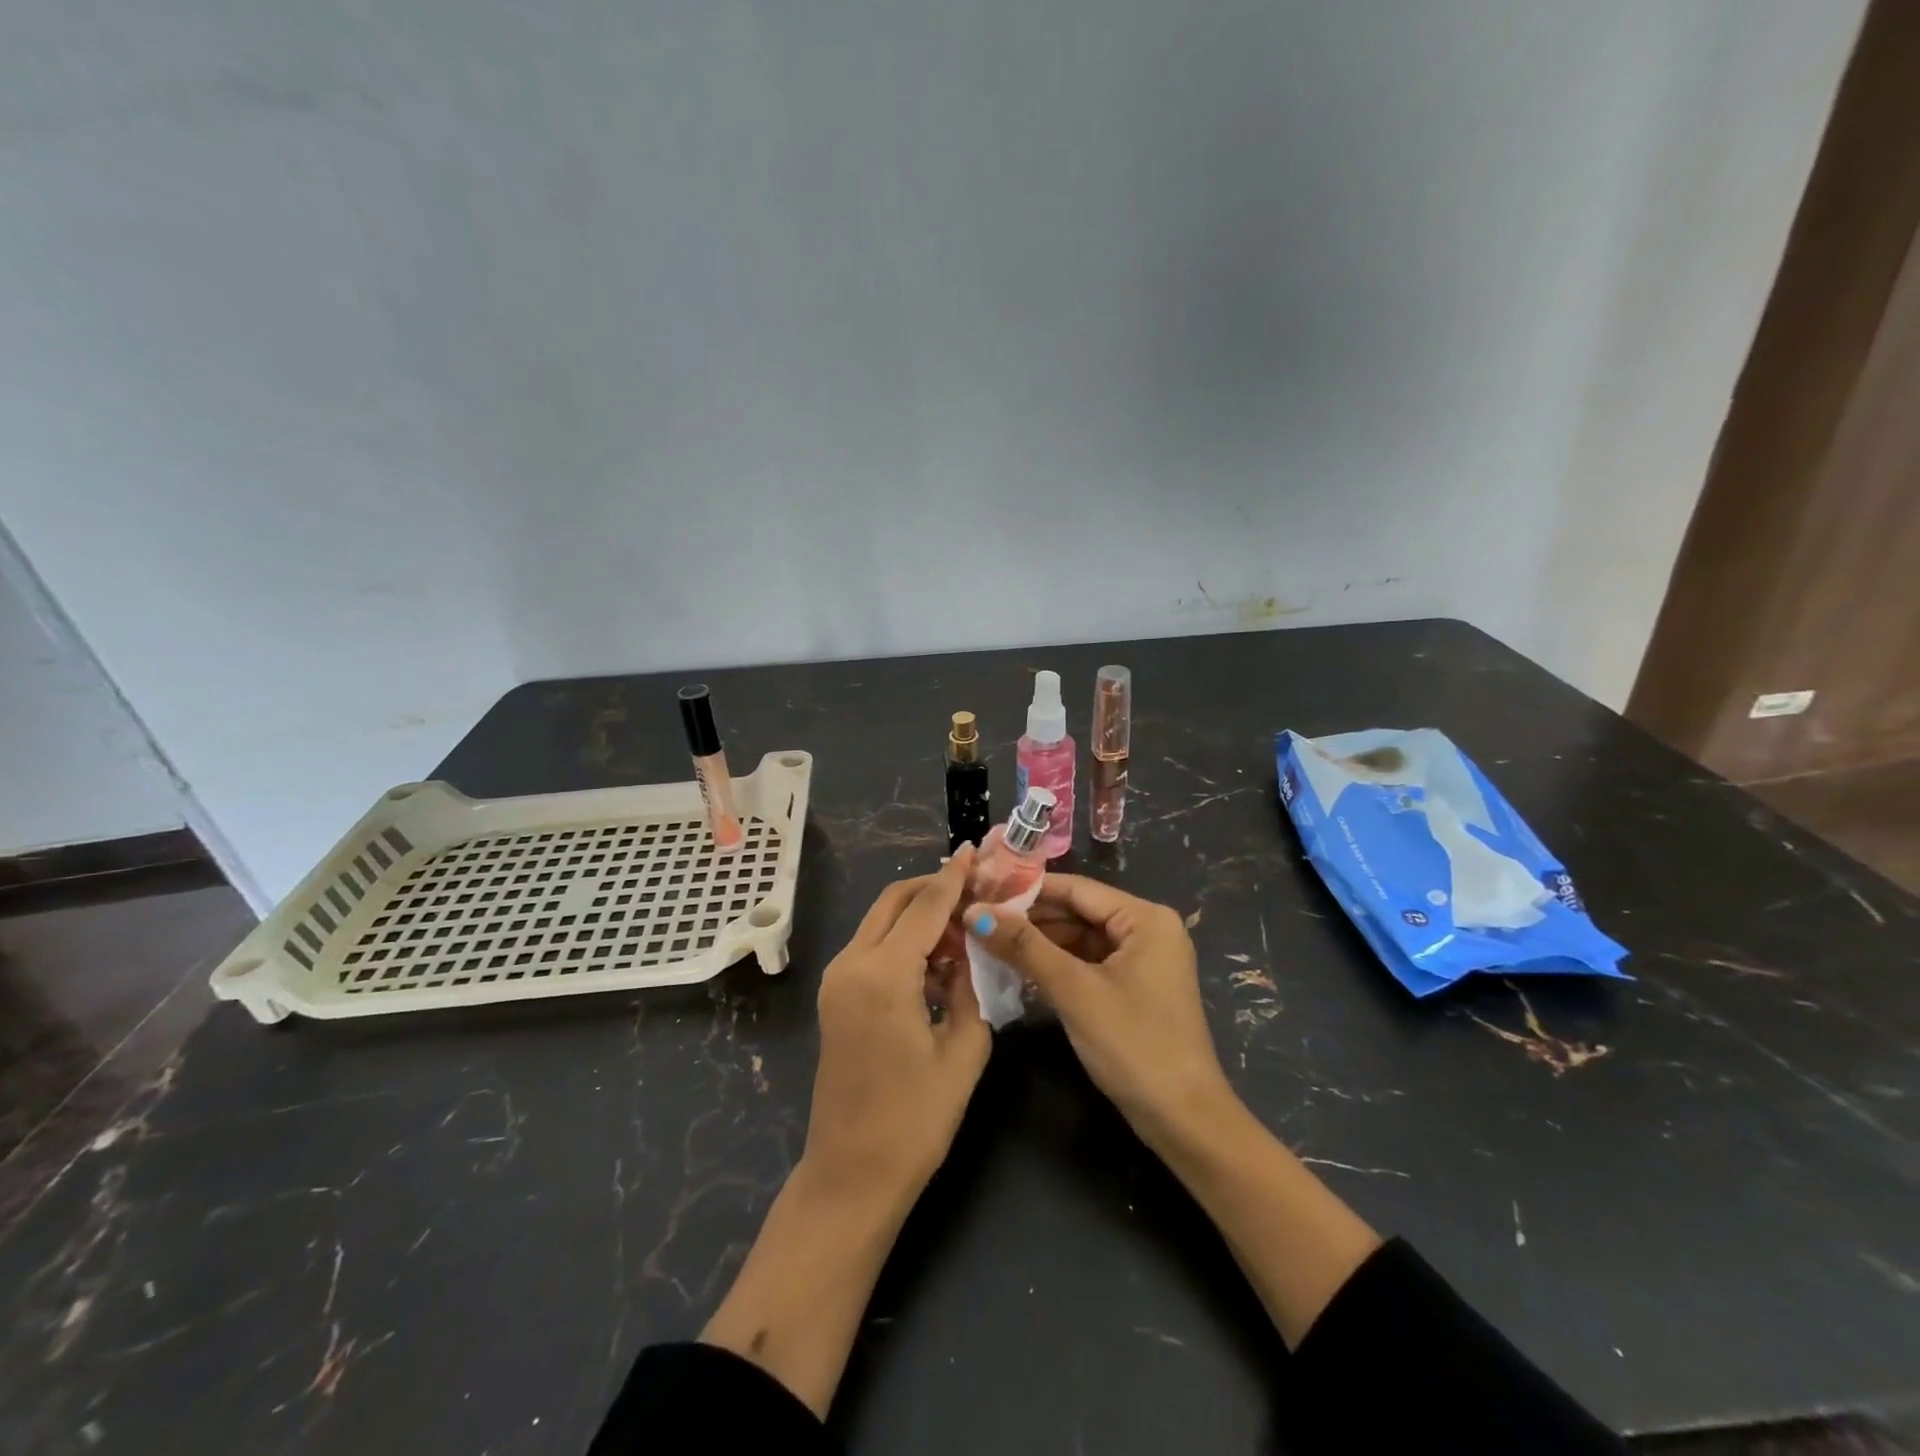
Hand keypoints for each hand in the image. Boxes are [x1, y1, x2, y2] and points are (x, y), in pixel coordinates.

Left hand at [803, 845, 992, 1209]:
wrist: (851, 1174)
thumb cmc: (916, 1120)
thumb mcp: (964, 1049)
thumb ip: (970, 987)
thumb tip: (968, 951)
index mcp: (884, 974)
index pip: (926, 906)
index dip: (954, 876)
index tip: (977, 850)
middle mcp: (852, 964)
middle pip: (895, 901)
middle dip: (934, 886)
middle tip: (976, 886)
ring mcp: (836, 979)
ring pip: (881, 921)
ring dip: (919, 914)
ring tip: (965, 926)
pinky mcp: (834, 996)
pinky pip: (873, 948)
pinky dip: (903, 940)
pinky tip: (937, 958)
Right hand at [967, 875, 1231, 1147]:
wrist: (1184, 1120)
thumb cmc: (1134, 1044)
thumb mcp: (1075, 990)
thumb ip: (1024, 947)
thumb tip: (975, 912)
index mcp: (1145, 918)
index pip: (1076, 888)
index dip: (1026, 889)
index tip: (981, 889)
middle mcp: (1148, 929)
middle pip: (1078, 912)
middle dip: (1029, 918)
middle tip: (977, 918)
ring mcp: (1142, 960)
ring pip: (1080, 939)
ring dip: (1038, 943)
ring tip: (987, 940)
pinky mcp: (1133, 988)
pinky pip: (1088, 963)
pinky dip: (1056, 965)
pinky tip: (1017, 968)